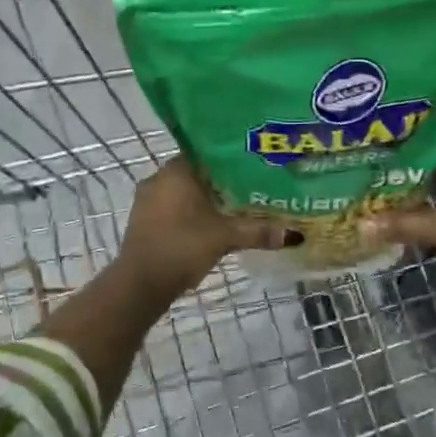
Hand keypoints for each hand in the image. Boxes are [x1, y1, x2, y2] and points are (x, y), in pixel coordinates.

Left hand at [118, 157, 290, 295]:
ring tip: (234, 208)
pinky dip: (190, 213)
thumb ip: (257, 231)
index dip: (230, 159)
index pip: (207, 152)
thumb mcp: (224, 237)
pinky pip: (172, 208)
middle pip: (196, 173)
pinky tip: (209, 225)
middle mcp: (158, 178)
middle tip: (250, 188)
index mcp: (176, 170)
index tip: (252, 166)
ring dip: (205, 200)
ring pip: (183, 192)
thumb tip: (294, 234)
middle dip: (221, 182)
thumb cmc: (182, 247)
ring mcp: (147, 200)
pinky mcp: (143, 221)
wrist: (141, 284)